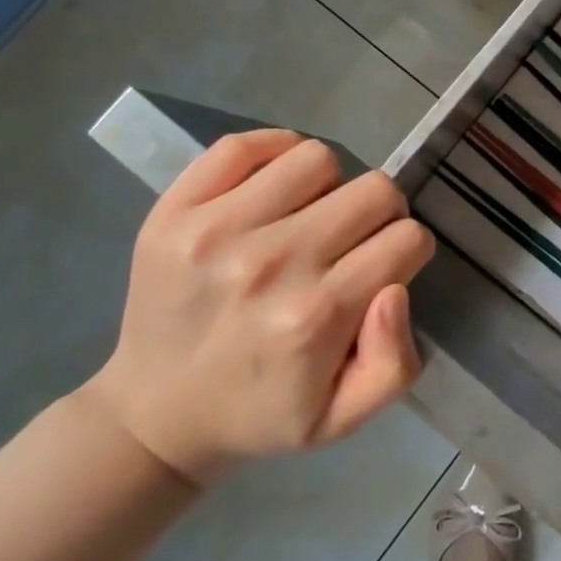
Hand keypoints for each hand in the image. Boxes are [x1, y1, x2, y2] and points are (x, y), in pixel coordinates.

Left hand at [88, 130, 434, 484]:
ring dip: (327, 185)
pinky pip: (244, 145)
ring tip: (308, 216)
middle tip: (351, 241)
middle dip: (380, 213)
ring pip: (318, 158)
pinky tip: (273, 188)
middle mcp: (270, 264)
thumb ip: (393, 364)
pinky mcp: (174, 210)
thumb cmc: (261, 411)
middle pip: (374, 190)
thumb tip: (395, 289)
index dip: (406, 252)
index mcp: (316, 317)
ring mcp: (216, 230)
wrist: (153, 415)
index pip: (407, 239)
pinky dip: (273, 154)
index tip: (382, 269)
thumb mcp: (342, 416)